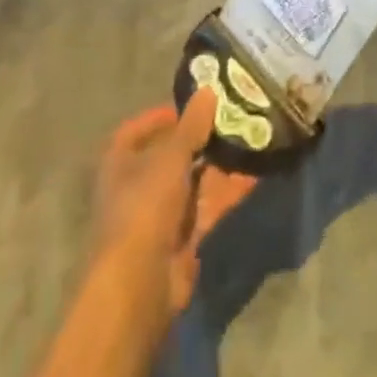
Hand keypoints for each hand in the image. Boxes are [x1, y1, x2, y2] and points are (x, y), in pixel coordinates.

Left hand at [89, 91, 255, 336]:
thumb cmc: (144, 206)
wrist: (140, 286)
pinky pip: (208, 205)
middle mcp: (137, 186)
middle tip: (233, 117)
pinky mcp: (183, 238)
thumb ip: (192, 125)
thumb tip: (208, 90)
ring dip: (219, 163)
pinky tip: (256, 172)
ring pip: (194, 180)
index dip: (163, 116)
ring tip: (251, 139)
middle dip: (201, 138)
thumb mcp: (170, 157)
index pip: (138, 130)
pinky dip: (229, 190)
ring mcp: (161, 214)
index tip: (194, 105)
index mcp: (120, 162)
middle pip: (171, 155)